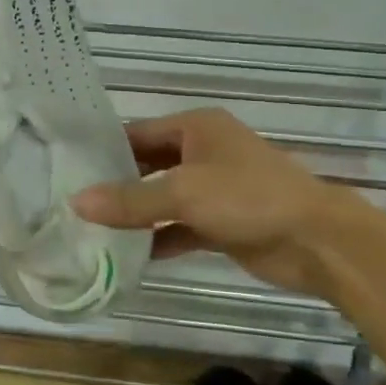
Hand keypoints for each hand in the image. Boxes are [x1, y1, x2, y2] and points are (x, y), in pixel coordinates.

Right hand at [70, 108, 344, 293]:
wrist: (318, 242)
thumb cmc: (249, 198)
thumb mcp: (184, 193)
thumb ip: (130, 201)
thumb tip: (76, 202)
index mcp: (195, 128)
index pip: (138, 133)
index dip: (104, 149)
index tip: (67, 166)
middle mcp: (202, 152)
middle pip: (148, 166)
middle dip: (115, 184)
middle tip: (72, 201)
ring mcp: (213, 189)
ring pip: (162, 199)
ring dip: (135, 215)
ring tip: (90, 229)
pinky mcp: (221, 224)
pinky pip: (179, 227)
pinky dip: (158, 239)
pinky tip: (128, 256)